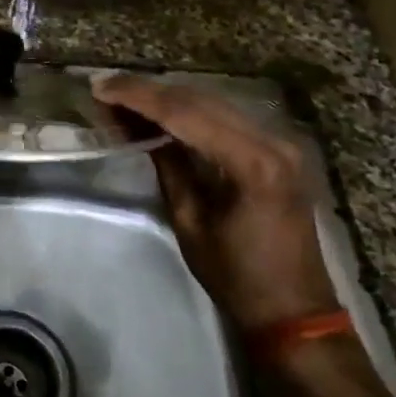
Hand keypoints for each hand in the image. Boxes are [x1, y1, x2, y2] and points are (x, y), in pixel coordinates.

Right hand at [92, 75, 338, 329]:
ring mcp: (281, 141)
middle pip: (199, 99)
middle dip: (148, 91)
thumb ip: (166, 164)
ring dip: (167, 97)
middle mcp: (271, 140)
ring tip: (125, 96)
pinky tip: (161, 112)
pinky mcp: (280, 148)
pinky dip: (190, 110)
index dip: (137, 96)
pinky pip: (227, 116)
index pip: (184, 113)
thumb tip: (131, 124)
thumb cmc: (236, 275)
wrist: (295, 308)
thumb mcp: (189, 220)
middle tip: (106, 88)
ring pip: (212, 101)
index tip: (100, 88)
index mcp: (252, 162)